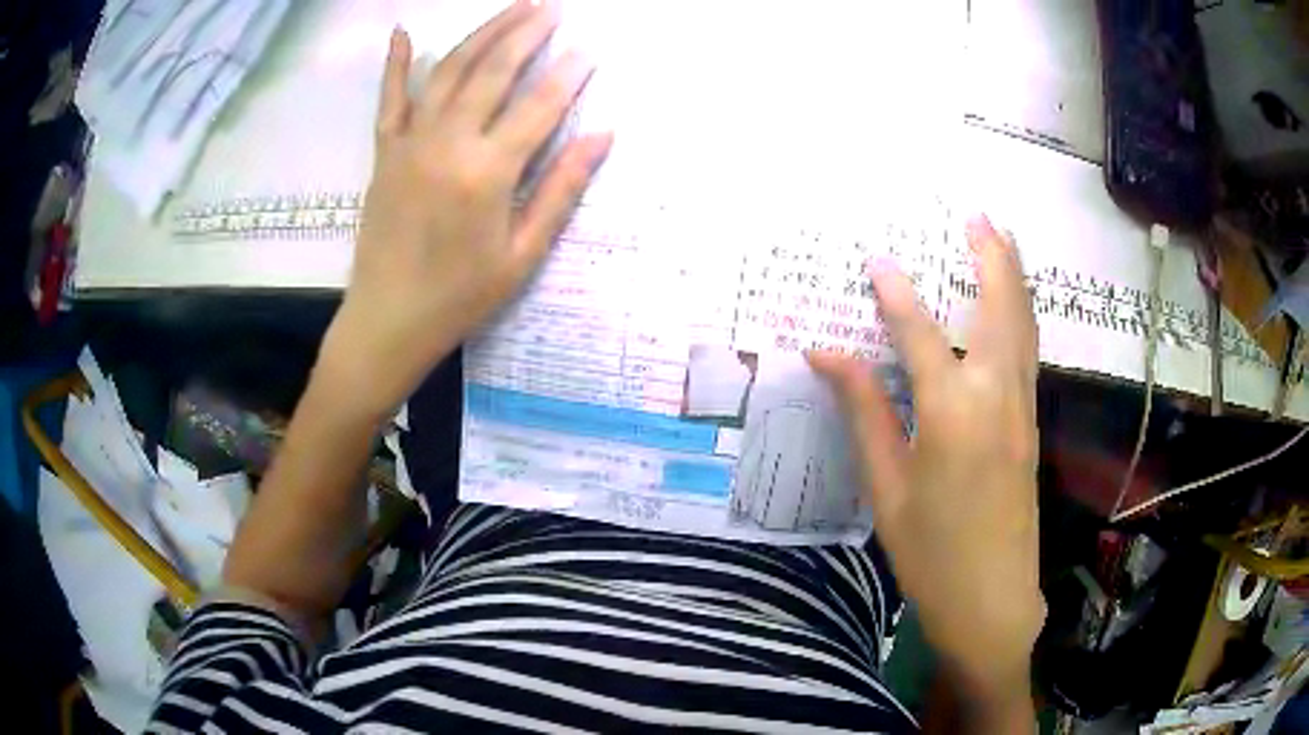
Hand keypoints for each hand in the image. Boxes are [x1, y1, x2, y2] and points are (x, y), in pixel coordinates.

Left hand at [321, 0, 611, 418]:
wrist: (389, 319)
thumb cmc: (461, 295)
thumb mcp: (522, 254)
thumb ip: (560, 189)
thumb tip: (601, 136)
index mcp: (487, 173)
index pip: (538, 106)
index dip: (568, 74)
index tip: (589, 48)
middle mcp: (447, 143)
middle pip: (492, 72)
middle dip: (526, 34)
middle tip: (552, 9)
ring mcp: (410, 142)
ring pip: (447, 71)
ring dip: (482, 34)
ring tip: (512, 9)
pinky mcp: (385, 151)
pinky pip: (390, 98)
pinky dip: (395, 63)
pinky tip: (401, 32)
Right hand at [809, 216, 1042, 693]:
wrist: (992, 599)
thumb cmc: (931, 551)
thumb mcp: (887, 486)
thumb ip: (864, 412)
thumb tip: (827, 355)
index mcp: (952, 411)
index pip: (919, 333)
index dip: (895, 294)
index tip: (877, 259)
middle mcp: (996, 394)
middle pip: (999, 308)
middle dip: (990, 257)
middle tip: (979, 215)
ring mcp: (1021, 408)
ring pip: (1023, 326)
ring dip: (1014, 277)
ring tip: (1005, 239)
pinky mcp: (1030, 425)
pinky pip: (1028, 352)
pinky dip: (1022, 314)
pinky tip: (1015, 307)